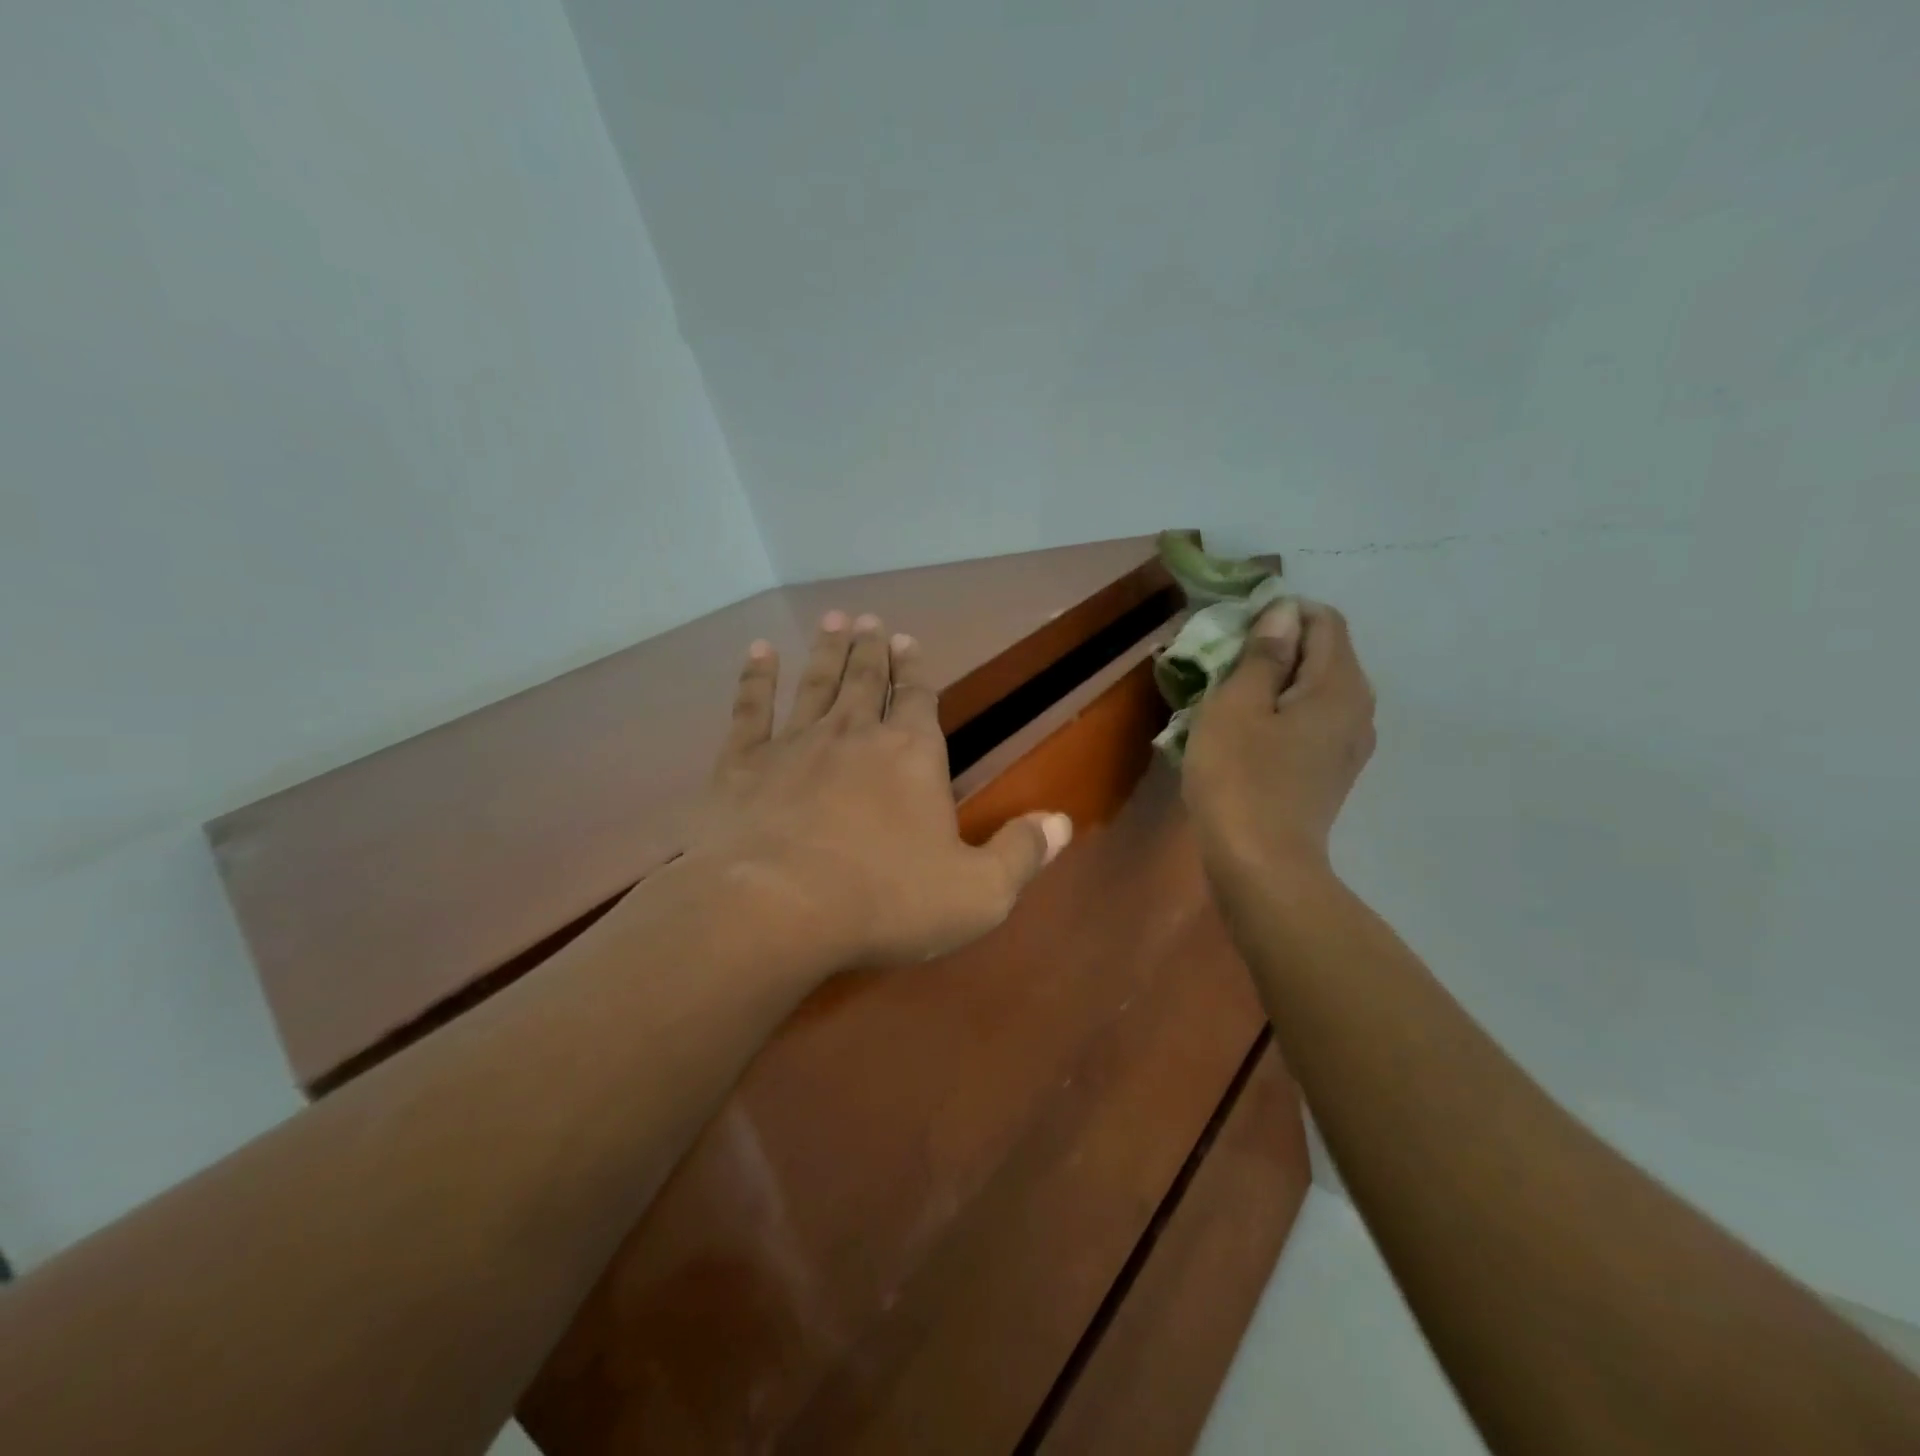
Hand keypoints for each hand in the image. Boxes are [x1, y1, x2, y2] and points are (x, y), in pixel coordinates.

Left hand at [687, 611, 1072, 969]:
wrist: (777, 908)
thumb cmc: (886, 900)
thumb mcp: (978, 893)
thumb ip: (1021, 853)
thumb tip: (1061, 822)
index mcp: (912, 756)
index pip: (919, 699)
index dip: (916, 670)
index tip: (909, 639)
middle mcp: (855, 735)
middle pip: (866, 680)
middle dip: (870, 649)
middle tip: (868, 620)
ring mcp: (795, 744)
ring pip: (816, 683)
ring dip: (826, 651)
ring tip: (833, 620)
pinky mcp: (742, 764)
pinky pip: (751, 708)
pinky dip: (755, 677)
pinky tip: (759, 651)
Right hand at [1182, 600, 1375, 882]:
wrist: (1261, 866)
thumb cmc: (1240, 779)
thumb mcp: (1237, 706)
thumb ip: (1263, 654)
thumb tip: (1285, 612)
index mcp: (1340, 685)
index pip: (1324, 620)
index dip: (1281, 614)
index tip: (1235, 633)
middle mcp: (1358, 708)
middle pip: (1323, 653)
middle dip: (1276, 647)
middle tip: (1224, 665)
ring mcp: (1349, 744)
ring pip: (1315, 689)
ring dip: (1275, 682)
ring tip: (1229, 699)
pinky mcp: (1332, 771)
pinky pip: (1311, 721)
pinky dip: (1282, 713)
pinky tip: (1247, 735)